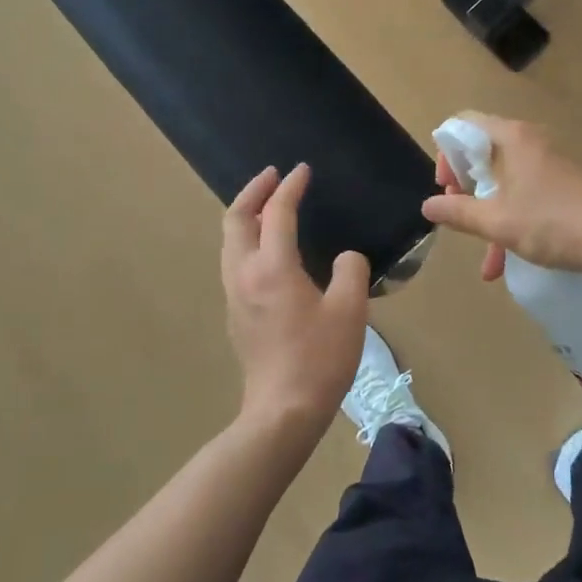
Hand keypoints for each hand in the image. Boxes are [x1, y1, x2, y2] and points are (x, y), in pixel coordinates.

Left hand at [222, 164, 369, 438]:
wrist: (283, 411)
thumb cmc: (319, 358)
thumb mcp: (350, 310)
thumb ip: (351, 270)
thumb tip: (345, 259)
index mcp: (272, 267)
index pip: (276, 212)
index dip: (290, 187)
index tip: (302, 170)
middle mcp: (244, 274)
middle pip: (235, 219)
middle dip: (253, 191)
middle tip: (273, 176)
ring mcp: (235, 295)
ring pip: (230, 241)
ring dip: (247, 215)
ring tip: (269, 207)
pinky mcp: (236, 314)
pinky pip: (235, 261)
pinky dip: (247, 240)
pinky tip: (269, 249)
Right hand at [421, 113, 581, 282]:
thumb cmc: (552, 222)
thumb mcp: (497, 221)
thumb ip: (458, 212)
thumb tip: (427, 206)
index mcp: (511, 138)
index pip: (464, 124)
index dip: (446, 152)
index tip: (446, 187)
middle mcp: (529, 142)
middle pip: (481, 154)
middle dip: (464, 189)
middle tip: (458, 215)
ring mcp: (547, 164)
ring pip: (502, 182)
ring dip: (487, 216)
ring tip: (484, 257)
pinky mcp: (561, 185)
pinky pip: (523, 195)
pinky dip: (509, 221)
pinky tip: (504, 262)